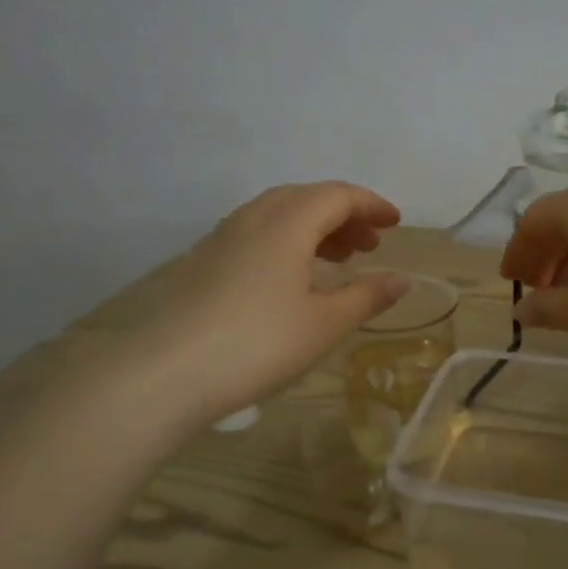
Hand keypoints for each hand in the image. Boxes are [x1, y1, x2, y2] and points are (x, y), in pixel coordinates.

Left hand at [117, 182, 407, 423]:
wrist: (167, 372)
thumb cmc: (259, 343)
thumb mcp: (325, 324)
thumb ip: (367, 296)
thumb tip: (401, 280)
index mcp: (289, 222)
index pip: (338, 195)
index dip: (371, 205)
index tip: (395, 224)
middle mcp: (255, 217)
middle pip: (308, 197)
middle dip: (345, 215)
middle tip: (369, 244)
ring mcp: (224, 236)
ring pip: (280, 212)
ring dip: (315, 226)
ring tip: (338, 259)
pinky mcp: (205, 259)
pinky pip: (258, 231)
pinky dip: (287, 239)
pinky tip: (292, 275)